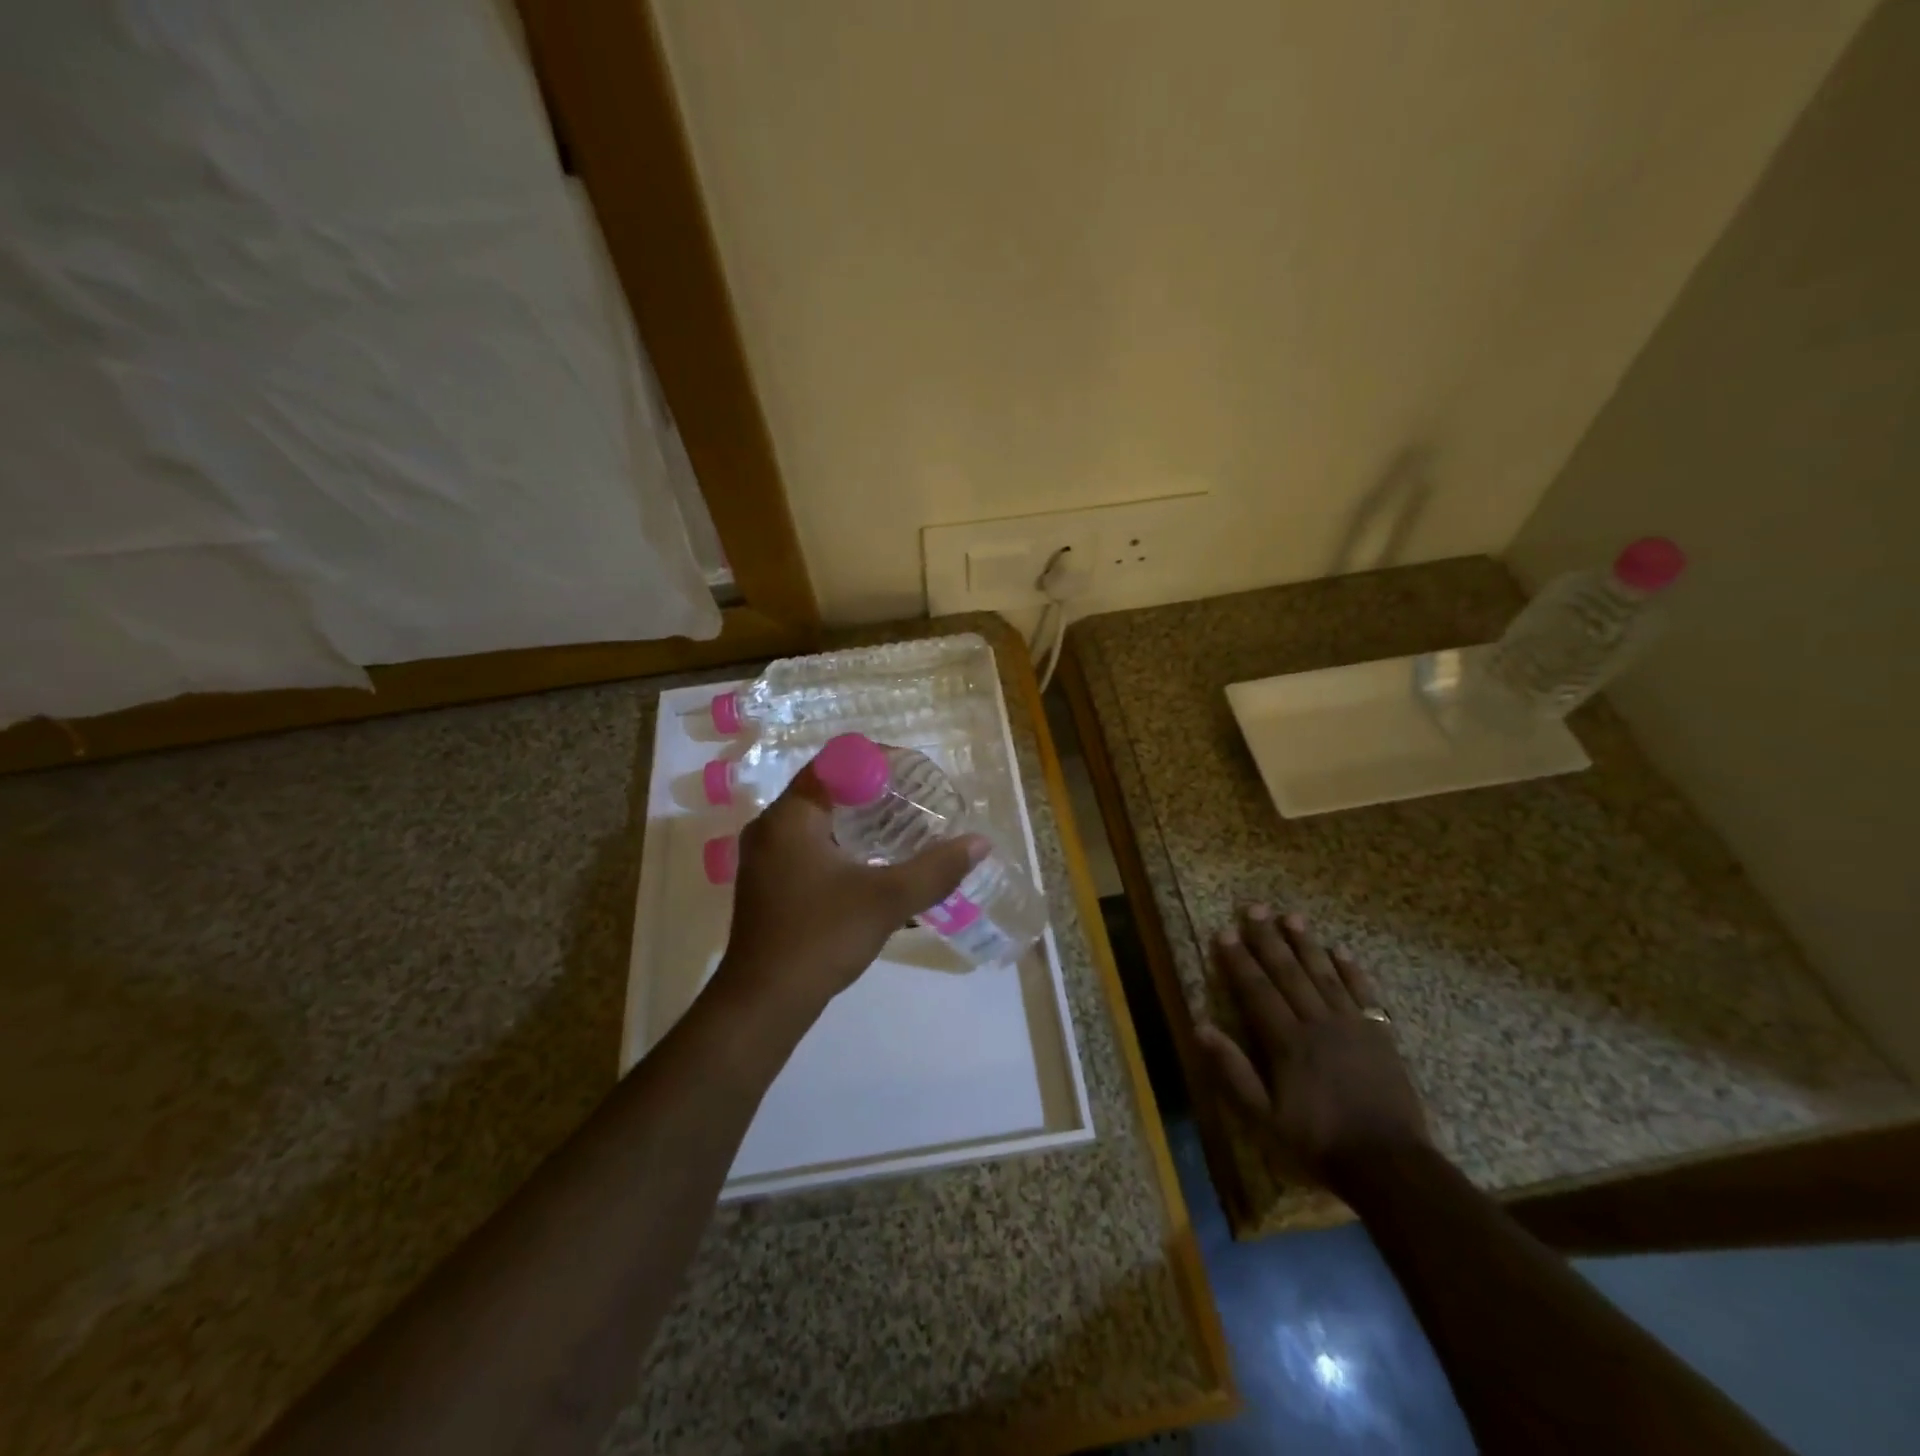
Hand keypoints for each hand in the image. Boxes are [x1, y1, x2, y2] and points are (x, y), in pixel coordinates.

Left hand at [715, 762, 987, 1018]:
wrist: (764, 1004)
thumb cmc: (821, 938)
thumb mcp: (887, 900)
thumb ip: (936, 869)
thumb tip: (979, 843)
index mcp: (791, 816)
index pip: (836, 763)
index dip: (878, 762)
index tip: (914, 775)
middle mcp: (770, 827)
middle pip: (827, 789)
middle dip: (874, 792)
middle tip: (915, 802)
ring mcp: (764, 858)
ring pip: (818, 821)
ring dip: (859, 821)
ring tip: (902, 830)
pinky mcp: (768, 884)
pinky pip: (809, 846)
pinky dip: (842, 845)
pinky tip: (872, 866)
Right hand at [1196, 905, 1430, 1189]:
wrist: (1391, 1165)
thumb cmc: (1319, 1142)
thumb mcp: (1264, 1118)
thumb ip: (1233, 1071)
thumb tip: (1201, 1027)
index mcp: (1286, 1042)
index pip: (1256, 990)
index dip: (1238, 960)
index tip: (1224, 932)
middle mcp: (1317, 1023)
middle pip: (1288, 972)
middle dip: (1268, 939)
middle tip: (1254, 908)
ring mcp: (1352, 1025)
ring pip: (1324, 974)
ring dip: (1306, 944)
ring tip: (1291, 917)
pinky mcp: (1380, 1035)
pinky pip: (1364, 993)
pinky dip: (1351, 970)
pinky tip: (1340, 951)